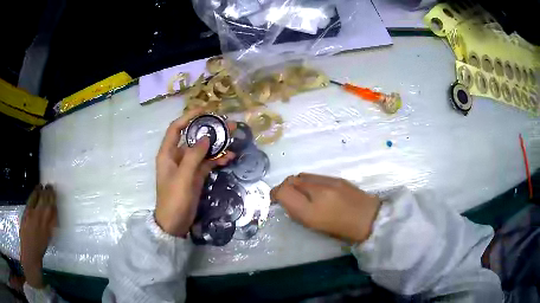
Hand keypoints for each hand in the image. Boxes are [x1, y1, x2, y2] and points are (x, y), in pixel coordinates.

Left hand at [20, 184, 57, 288]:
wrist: (30, 252)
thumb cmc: (39, 249)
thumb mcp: (47, 239)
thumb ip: (49, 227)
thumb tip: (52, 217)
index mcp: (50, 228)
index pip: (53, 210)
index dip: (54, 201)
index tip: (55, 194)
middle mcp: (43, 219)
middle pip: (47, 202)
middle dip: (49, 193)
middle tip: (50, 186)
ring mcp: (34, 214)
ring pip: (40, 198)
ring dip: (42, 191)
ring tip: (43, 185)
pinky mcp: (27, 211)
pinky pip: (32, 198)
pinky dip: (35, 192)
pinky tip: (36, 188)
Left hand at [155, 109, 234, 236]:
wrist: (174, 224)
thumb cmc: (174, 200)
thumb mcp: (183, 177)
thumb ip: (193, 156)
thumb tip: (206, 137)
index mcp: (167, 153)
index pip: (176, 128)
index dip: (188, 116)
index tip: (205, 110)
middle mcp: (177, 156)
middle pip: (193, 137)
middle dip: (209, 130)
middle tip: (226, 124)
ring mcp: (187, 166)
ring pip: (202, 150)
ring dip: (216, 144)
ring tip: (233, 137)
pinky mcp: (195, 176)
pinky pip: (207, 163)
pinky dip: (217, 159)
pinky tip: (230, 157)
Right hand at [270, 173, 380, 242]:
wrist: (369, 219)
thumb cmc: (341, 230)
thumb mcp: (314, 226)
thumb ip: (297, 211)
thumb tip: (286, 200)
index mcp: (310, 211)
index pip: (283, 191)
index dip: (274, 194)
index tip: (274, 200)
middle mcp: (317, 192)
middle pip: (291, 180)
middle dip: (284, 186)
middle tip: (286, 196)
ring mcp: (328, 182)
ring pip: (302, 175)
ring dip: (296, 182)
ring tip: (300, 193)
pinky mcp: (337, 177)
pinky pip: (314, 175)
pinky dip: (308, 181)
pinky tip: (314, 190)